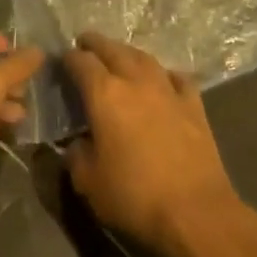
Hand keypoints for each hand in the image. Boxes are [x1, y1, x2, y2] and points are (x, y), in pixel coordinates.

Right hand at [62, 32, 249, 256]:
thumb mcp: (88, 182)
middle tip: (85, 43)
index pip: (81, 62)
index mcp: (104, 94)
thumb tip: (77, 143)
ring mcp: (169, 91)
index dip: (68, 58)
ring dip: (127, 53)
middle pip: (113, 50)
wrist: (195, 213)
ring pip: (145, 58)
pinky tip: (162, 80)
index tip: (61, 60)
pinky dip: (164, 74)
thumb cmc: (134, 197)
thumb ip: (76, 154)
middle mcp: (136, 82)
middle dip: (96, 44)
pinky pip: (176, 78)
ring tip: (119, 55)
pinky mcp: (194, 106)